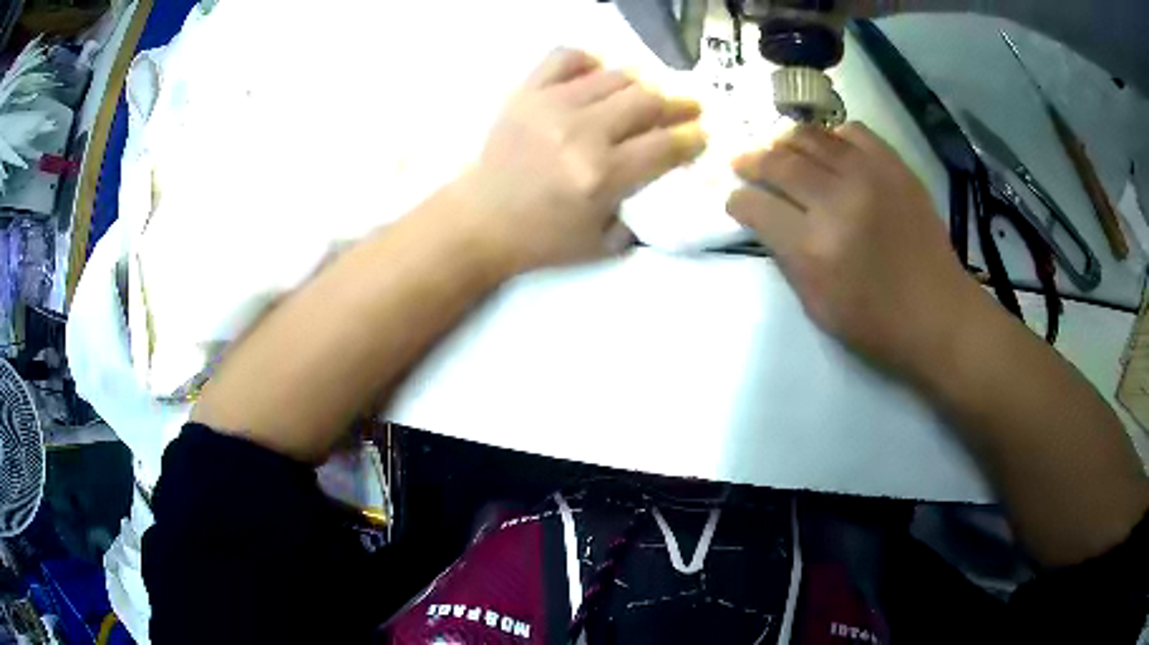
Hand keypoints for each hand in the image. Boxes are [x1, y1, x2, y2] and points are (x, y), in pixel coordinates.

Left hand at [450, 49, 705, 275]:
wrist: (481, 220)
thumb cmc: (541, 238)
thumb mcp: (600, 244)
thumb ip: (640, 215)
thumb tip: (661, 180)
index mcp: (602, 175)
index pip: (666, 145)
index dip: (692, 137)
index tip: (700, 135)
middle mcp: (582, 132)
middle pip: (648, 102)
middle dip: (678, 105)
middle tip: (688, 108)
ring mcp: (552, 106)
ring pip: (615, 77)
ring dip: (641, 85)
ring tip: (646, 96)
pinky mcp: (527, 92)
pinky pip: (565, 57)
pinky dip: (588, 61)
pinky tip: (597, 75)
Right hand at [726, 123, 984, 375]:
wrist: (938, 313)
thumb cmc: (876, 323)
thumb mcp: (817, 306)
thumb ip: (787, 258)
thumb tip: (767, 219)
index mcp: (814, 249)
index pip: (757, 207)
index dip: (738, 201)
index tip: (735, 201)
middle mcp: (837, 202)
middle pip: (779, 163)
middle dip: (751, 161)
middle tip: (742, 163)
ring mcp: (869, 177)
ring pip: (811, 138)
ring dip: (785, 141)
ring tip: (778, 148)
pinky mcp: (895, 166)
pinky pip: (853, 131)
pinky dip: (832, 135)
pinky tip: (828, 147)